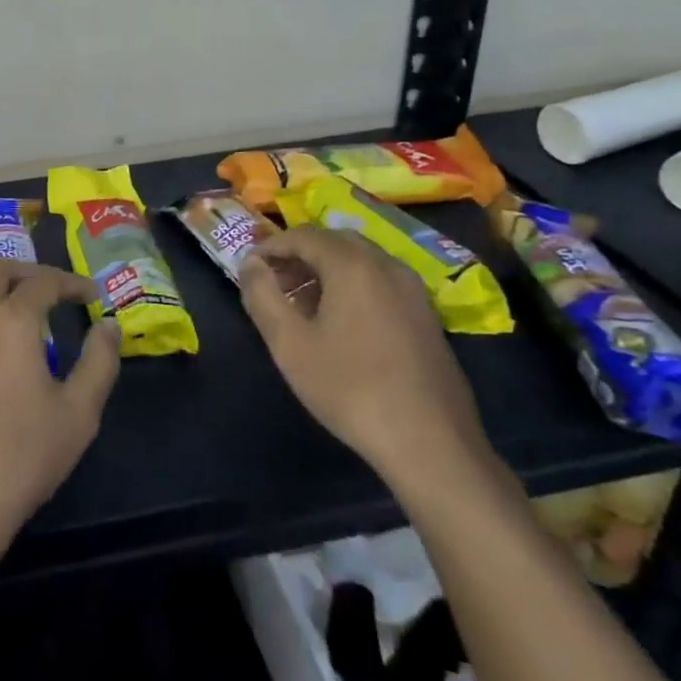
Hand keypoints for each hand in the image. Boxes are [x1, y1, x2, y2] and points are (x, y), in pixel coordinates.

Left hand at [0, 261, 120, 569]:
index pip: (43, 281)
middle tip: (53, 291)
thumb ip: (99, 362)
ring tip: (20, 307)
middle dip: (28, 272)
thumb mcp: (78, 413)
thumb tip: (109, 325)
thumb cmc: (21, 457)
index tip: (90, 295)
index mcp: (11, 320)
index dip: (70, 282)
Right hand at [240, 227, 490, 488]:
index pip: (302, 235)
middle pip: (333, 241)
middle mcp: (386, 264)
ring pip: (359, 261)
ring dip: (324, 271)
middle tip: (272, 284)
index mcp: (352, 264)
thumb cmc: (350, 389)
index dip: (270, 247)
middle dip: (298, 256)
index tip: (248, 270)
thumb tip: (250, 263)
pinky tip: (339, 324)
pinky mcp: (426, 315)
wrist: (432, 445)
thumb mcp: (289, 344)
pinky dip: (351, 286)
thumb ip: (262, 295)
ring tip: (300, 306)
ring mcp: (412, 289)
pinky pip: (379, 282)